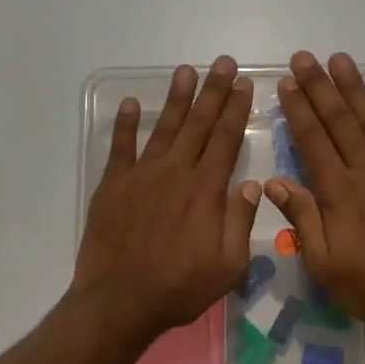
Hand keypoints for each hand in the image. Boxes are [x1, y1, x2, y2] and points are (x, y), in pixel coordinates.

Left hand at [72, 57, 261, 348]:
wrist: (120, 301)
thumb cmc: (179, 288)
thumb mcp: (228, 266)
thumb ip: (240, 222)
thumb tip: (251, 185)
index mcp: (205, 191)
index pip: (225, 140)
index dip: (235, 110)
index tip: (243, 84)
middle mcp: (175, 173)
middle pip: (198, 124)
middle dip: (212, 91)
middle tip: (222, 62)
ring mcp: (141, 176)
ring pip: (163, 128)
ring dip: (176, 98)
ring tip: (185, 71)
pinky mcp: (113, 186)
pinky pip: (120, 147)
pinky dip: (125, 124)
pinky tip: (130, 104)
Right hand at [265, 51, 364, 345]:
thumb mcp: (324, 264)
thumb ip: (302, 219)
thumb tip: (275, 182)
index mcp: (338, 191)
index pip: (312, 140)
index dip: (298, 110)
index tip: (286, 84)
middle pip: (339, 120)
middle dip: (319, 87)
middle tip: (304, 58)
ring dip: (355, 89)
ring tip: (340, 60)